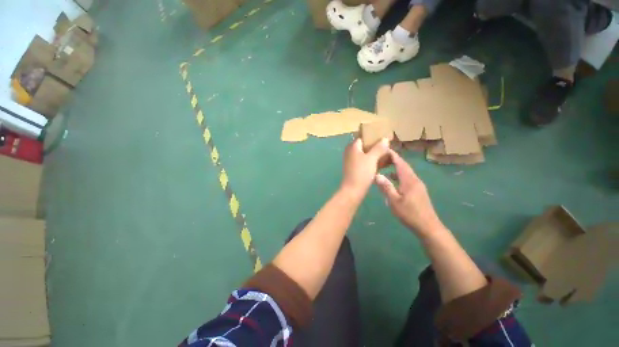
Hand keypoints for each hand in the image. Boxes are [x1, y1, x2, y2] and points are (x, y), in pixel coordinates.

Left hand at [341, 138, 389, 199]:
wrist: (353, 190)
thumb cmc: (361, 172)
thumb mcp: (372, 158)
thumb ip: (379, 148)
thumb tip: (385, 139)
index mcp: (353, 147)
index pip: (364, 137)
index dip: (374, 136)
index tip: (385, 137)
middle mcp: (351, 152)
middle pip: (365, 146)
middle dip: (377, 146)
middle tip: (389, 147)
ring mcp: (353, 161)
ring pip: (366, 154)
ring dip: (376, 154)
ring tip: (389, 155)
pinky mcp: (355, 168)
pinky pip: (366, 162)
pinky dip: (373, 161)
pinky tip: (384, 163)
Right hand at [374, 150, 442, 234]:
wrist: (428, 226)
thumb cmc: (409, 213)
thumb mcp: (394, 201)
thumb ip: (386, 187)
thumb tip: (377, 175)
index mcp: (409, 180)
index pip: (400, 163)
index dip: (393, 155)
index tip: (384, 149)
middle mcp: (415, 180)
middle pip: (404, 166)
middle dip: (395, 159)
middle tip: (383, 156)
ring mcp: (418, 185)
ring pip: (406, 172)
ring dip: (397, 167)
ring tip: (386, 165)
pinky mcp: (418, 190)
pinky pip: (408, 177)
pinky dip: (399, 174)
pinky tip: (393, 179)